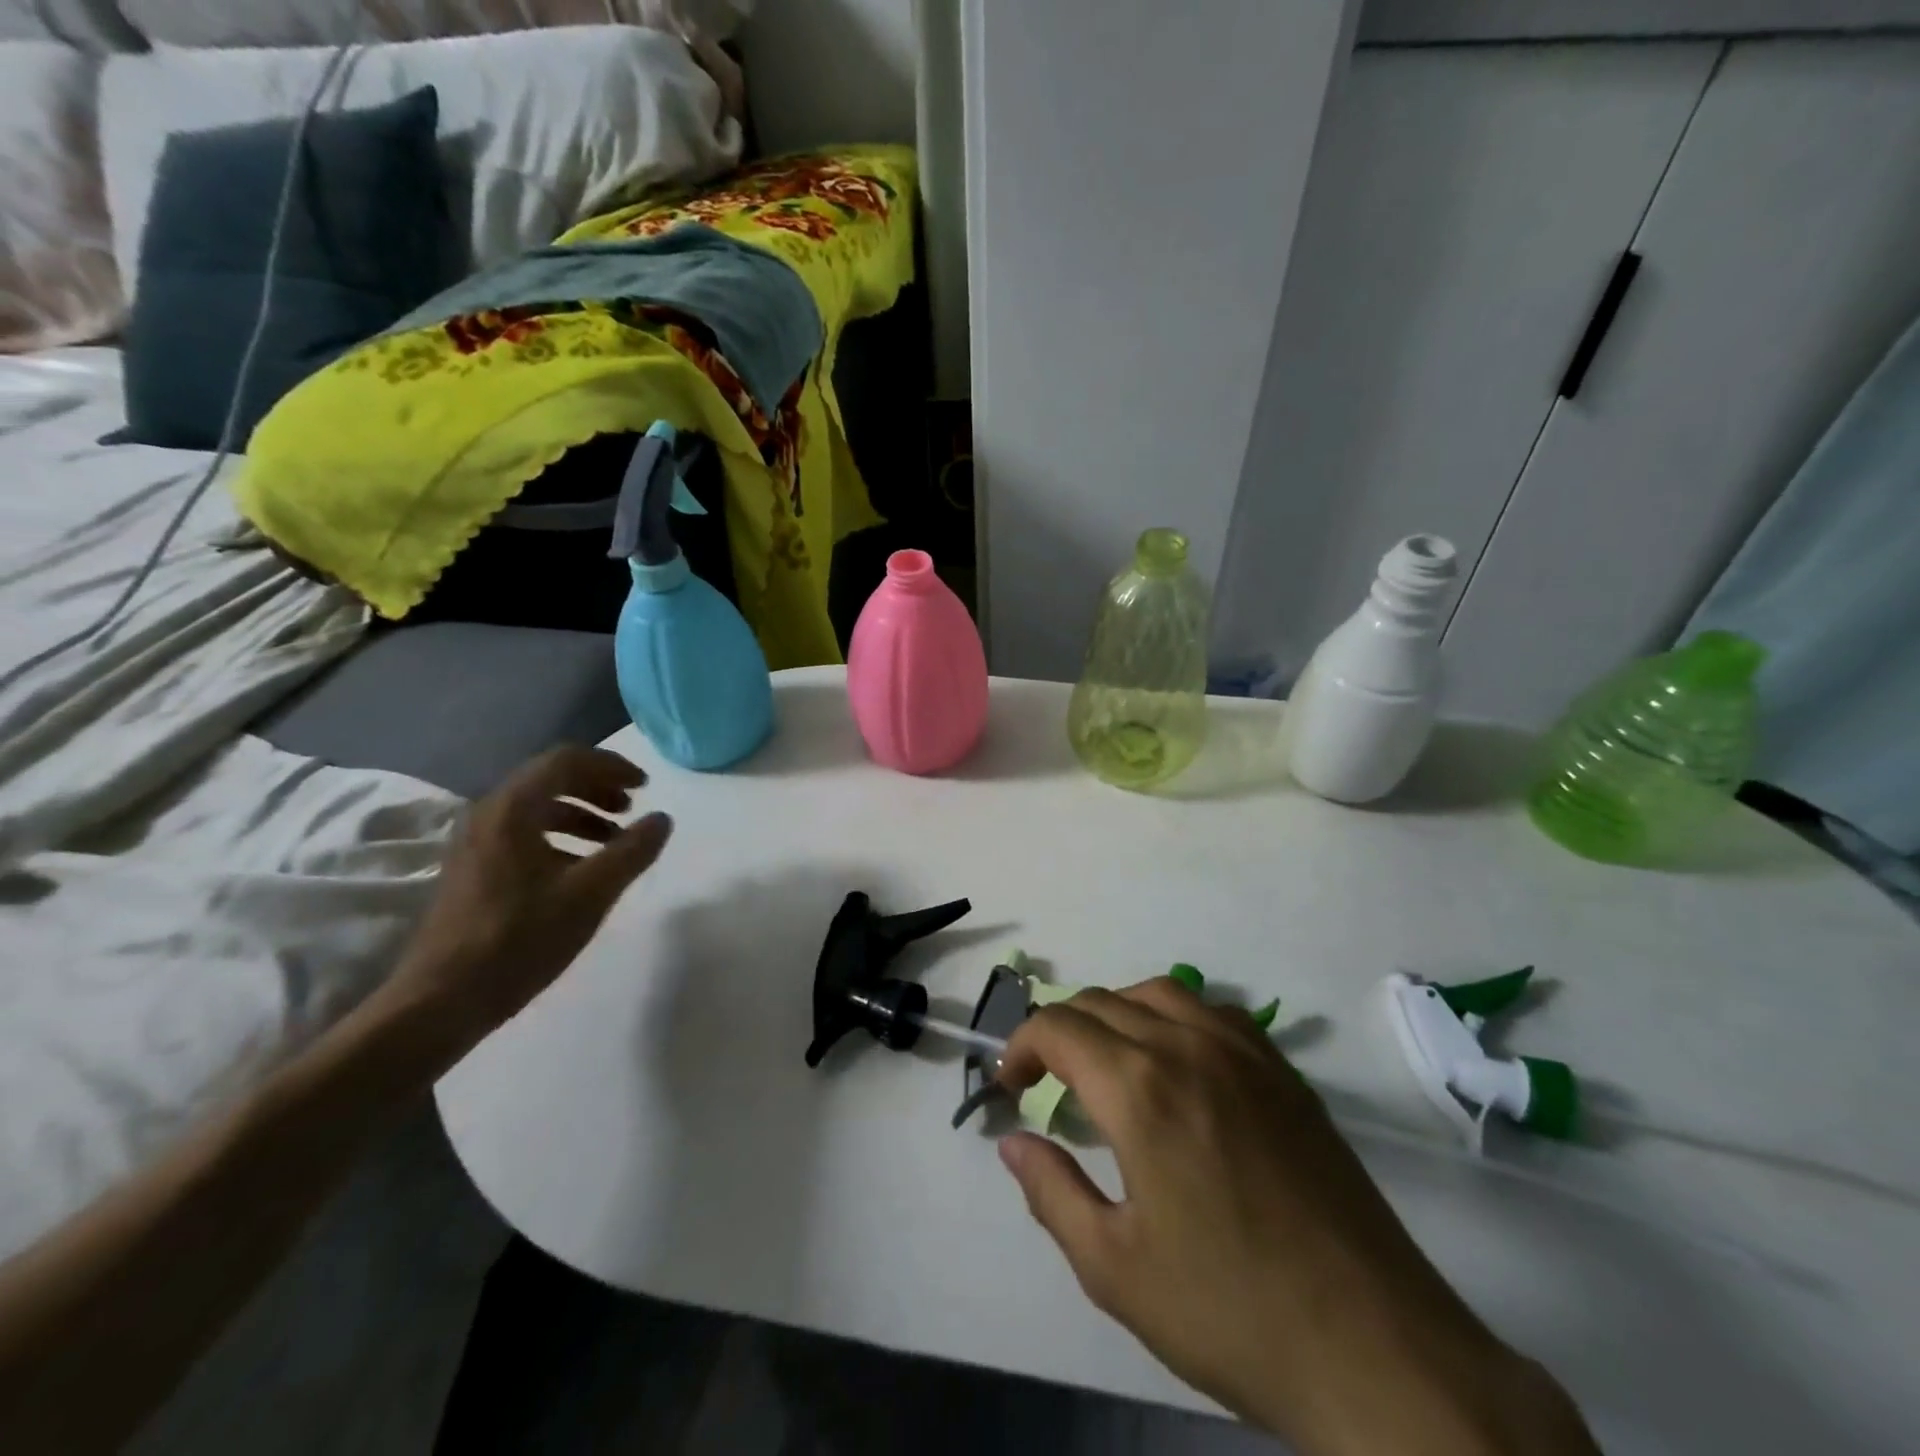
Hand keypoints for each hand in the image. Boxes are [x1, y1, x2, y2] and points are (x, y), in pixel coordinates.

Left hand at [382, 746, 672, 1053]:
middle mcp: (488, 814)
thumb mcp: (590, 894)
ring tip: (614, 839)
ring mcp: (475, 842)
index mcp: (512, 809)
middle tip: (632, 808)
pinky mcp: (472, 869)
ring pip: (537, 807)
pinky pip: (523, 832)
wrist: (440, 1001)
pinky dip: (560, 836)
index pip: (566, 760)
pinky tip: (580, 868)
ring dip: (581, 813)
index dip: (612, 766)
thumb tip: (661, 819)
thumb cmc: (519, 939)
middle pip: (550, 778)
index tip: (646, 786)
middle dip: (598, 787)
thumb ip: (632, 851)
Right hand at [994, 980, 1595, 1455]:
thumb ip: (1051, 1191)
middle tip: (1048, 1081)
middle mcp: (1187, 1046)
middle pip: (1101, 1002)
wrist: (1374, 1346)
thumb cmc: (1230, 1311)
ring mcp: (1243, 1051)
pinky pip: (1212, 1011)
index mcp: (1139, 1088)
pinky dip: (1173, 1017)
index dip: (1021, 1045)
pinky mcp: (1284, 1070)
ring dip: (1114, 1014)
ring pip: (1157, 993)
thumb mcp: (1114, 1268)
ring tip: (1106, 1063)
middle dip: (1060, 1032)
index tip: (1010, 1085)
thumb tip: (1012, 1142)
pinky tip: (1177, 1064)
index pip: (1058, 1027)